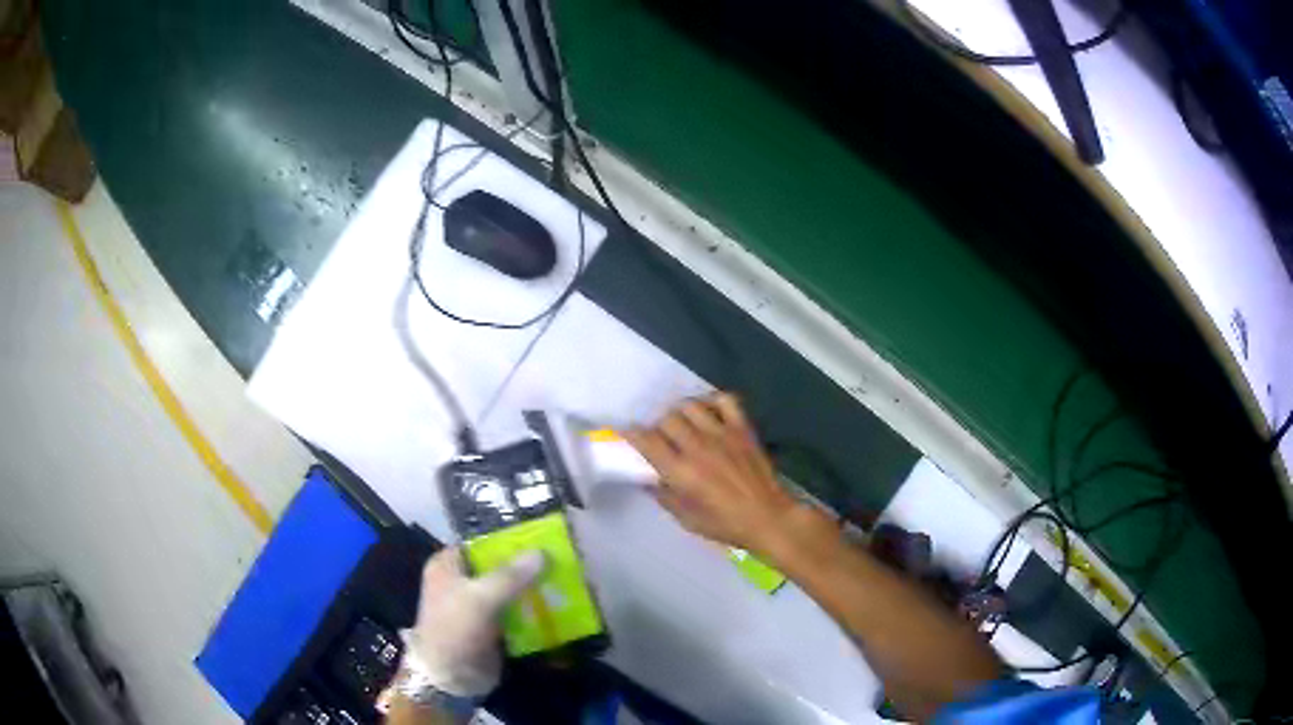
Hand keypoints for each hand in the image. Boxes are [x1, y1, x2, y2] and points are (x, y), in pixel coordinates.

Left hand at [402, 547, 545, 697]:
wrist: (449, 677)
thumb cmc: (455, 629)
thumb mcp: (480, 598)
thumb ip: (510, 576)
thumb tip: (542, 553)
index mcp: (448, 565)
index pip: (481, 543)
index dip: (509, 540)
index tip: (542, 538)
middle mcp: (461, 581)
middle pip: (498, 567)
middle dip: (526, 566)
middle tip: (560, 559)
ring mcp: (476, 606)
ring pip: (510, 590)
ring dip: (533, 589)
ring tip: (566, 580)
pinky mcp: (492, 627)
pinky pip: (515, 612)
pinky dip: (532, 610)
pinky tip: (558, 606)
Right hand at [625, 392, 824, 558]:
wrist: (768, 517)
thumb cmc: (725, 524)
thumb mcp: (686, 519)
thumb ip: (664, 496)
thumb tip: (648, 479)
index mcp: (681, 471)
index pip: (647, 441)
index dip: (632, 434)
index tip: (628, 434)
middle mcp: (697, 447)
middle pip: (666, 419)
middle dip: (658, 426)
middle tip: (662, 437)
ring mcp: (722, 434)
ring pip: (690, 405)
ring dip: (681, 412)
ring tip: (684, 423)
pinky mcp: (742, 428)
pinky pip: (724, 400)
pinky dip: (712, 401)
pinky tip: (709, 413)